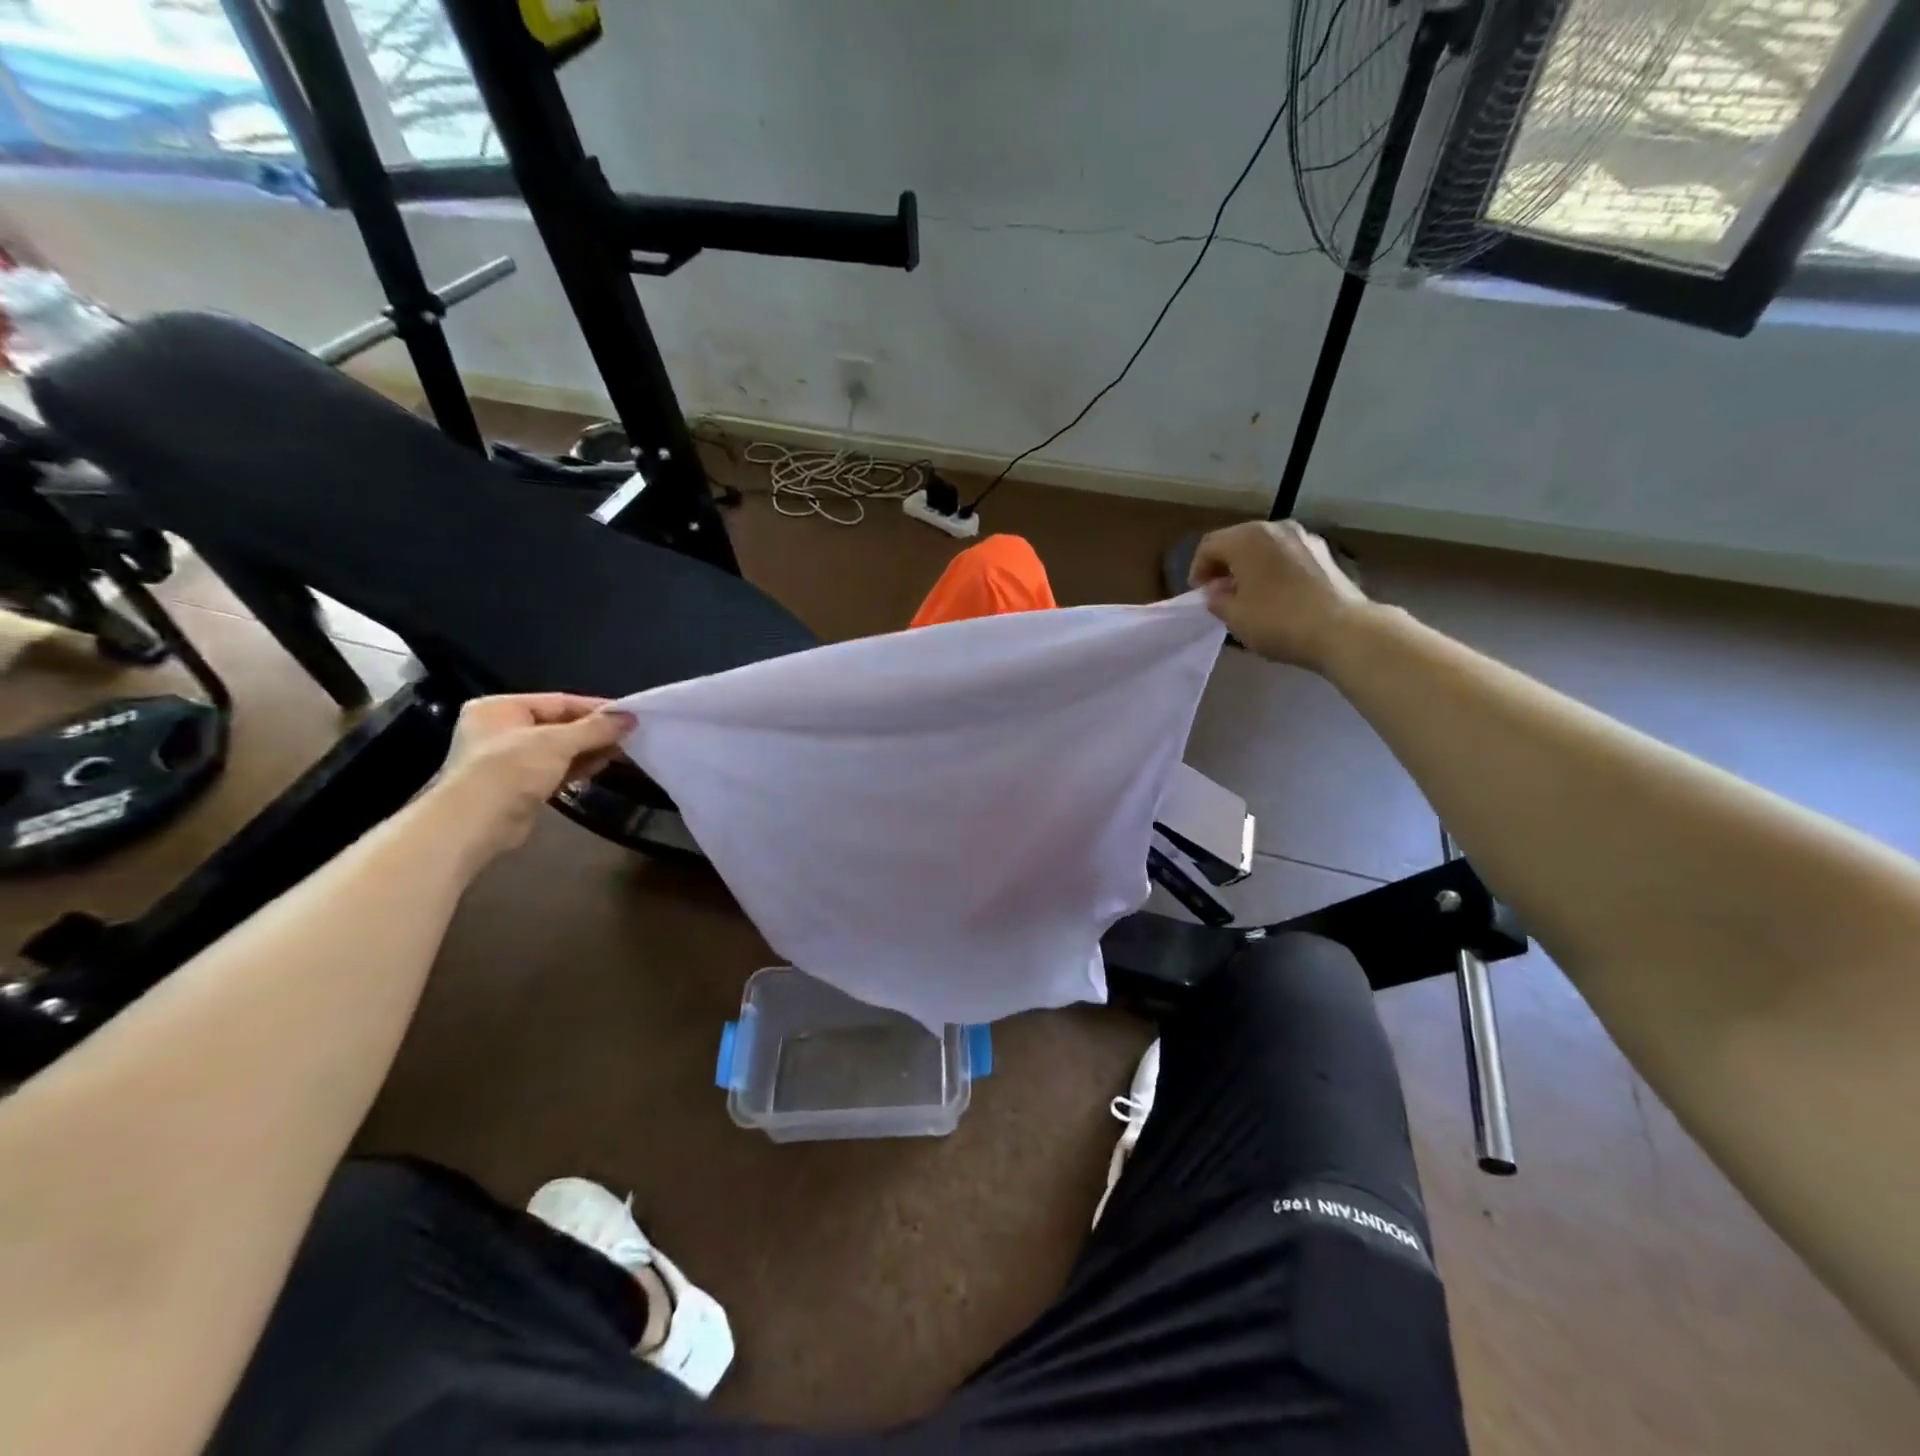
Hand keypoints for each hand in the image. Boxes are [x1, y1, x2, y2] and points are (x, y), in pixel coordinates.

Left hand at [427, 694, 634, 860]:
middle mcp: (502, 730)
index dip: (595, 708)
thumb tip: (630, 717)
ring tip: (622, 751)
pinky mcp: (520, 786)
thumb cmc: (510, 770)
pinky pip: (556, 770)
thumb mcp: (557, 742)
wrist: (474, 824)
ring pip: (559, 750)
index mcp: (501, 708)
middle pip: (559, 725)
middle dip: (594, 732)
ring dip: (589, 750)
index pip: (558, 701)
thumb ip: (595, 728)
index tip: (629, 715)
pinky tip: (601, 767)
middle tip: (629, 735)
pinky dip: (578, 768)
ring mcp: (509, 760)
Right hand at [1188, 520, 1370, 669]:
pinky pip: (1286, 555)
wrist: (1342, 629)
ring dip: (1250, 566)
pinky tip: (1276, 594)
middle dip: (1224, 565)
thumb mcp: (1235, 617)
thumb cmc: (1278, 621)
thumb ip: (1217, 600)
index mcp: (1247, 538)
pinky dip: (1274, 569)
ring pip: (1264, 547)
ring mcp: (1304, 537)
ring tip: (1248, 594)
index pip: (1209, 546)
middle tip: (1219, 593)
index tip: (1199, 594)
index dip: (1198, 569)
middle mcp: (1275, 528)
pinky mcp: (1324, 553)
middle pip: (1238, 541)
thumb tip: (1217, 591)